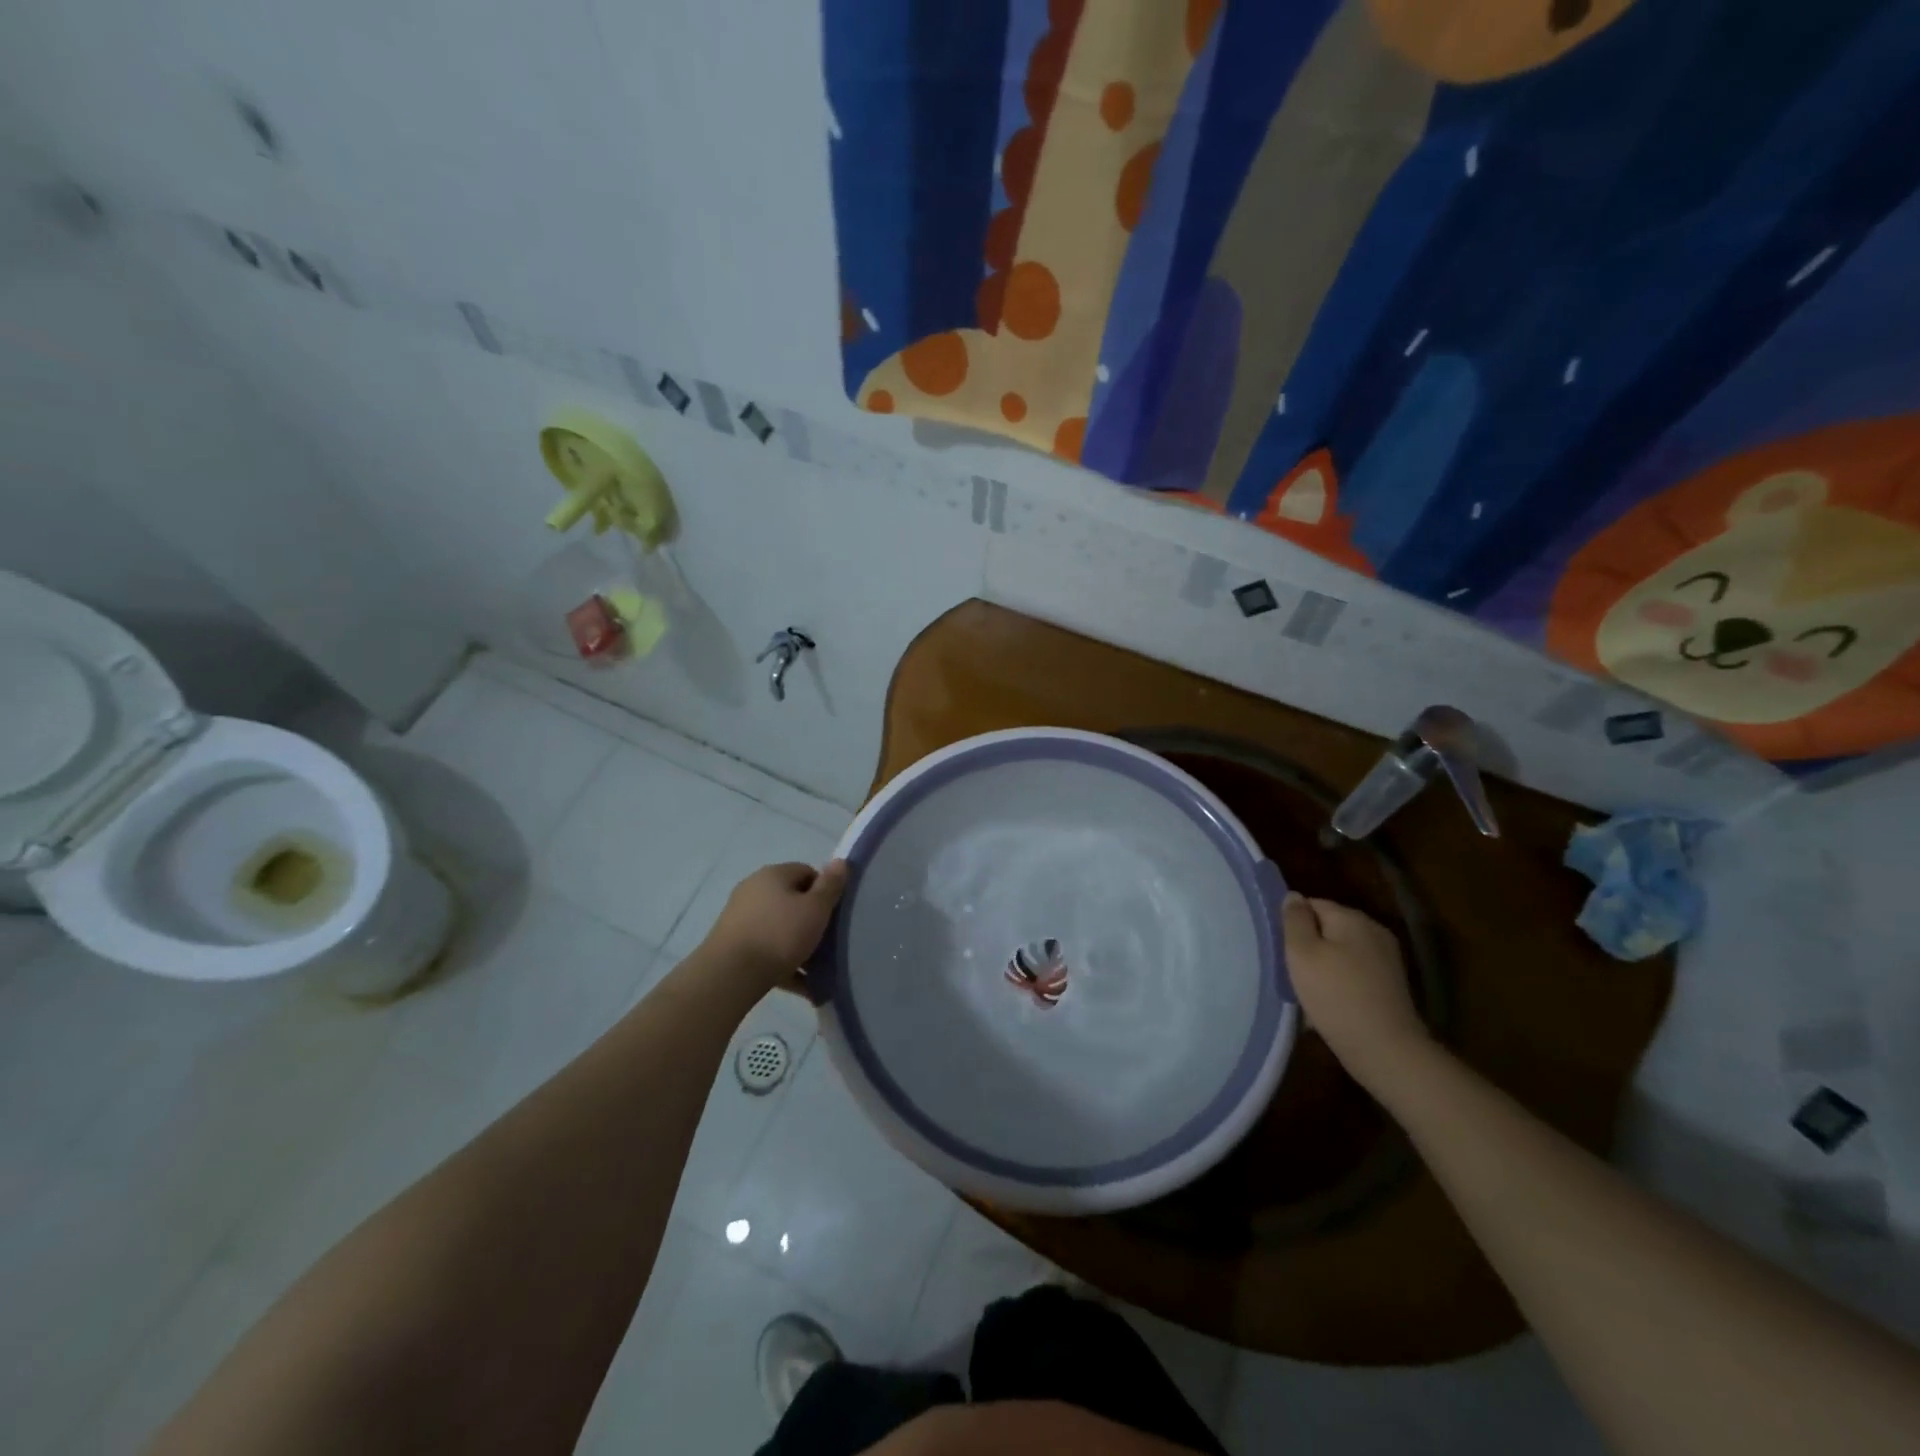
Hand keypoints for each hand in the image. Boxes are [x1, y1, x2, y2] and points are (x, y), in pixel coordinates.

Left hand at [700, 860, 848, 989]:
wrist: (730, 975)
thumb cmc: (780, 935)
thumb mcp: (815, 909)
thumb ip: (830, 886)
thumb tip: (840, 861)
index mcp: (773, 875)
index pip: (806, 872)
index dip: (824, 891)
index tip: (834, 914)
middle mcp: (753, 890)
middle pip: (791, 900)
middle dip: (810, 920)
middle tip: (827, 941)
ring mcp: (739, 918)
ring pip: (778, 928)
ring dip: (797, 945)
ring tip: (817, 970)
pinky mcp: (732, 945)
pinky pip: (766, 950)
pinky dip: (783, 964)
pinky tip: (802, 986)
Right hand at [1280, 893, 1429, 1087]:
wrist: (1385, 1049)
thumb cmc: (1335, 995)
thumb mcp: (1302, 953)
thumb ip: (1294, 920)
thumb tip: (1293, 896)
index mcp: (1352, 918)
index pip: (1313, 904)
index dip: (1292, 922)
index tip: (1278, 946)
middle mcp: (1374, 932)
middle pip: (1328, 927)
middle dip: (1307, 944)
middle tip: (1287, 968)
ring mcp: (1386, 959)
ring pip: (1341, 952)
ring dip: (1322, 965)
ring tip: (1304, 988)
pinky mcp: (1389, 985)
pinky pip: (1354, 973)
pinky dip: (1339, 982)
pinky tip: (1327, 1002)